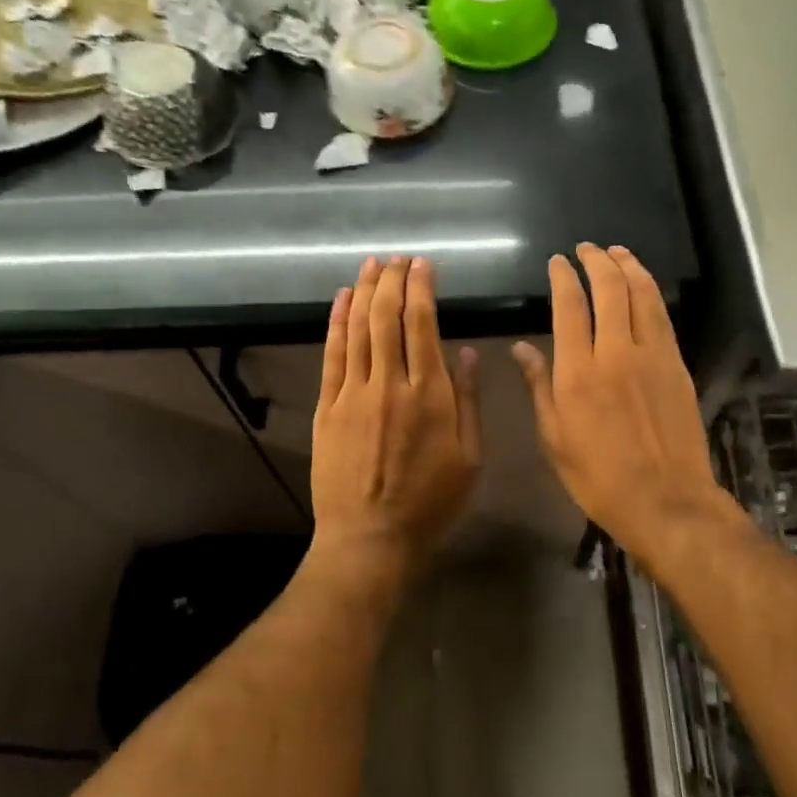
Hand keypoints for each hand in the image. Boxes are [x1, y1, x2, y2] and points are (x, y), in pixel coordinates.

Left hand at [310, 256, 481, 583]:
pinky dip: (336, 323)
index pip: (423, 325)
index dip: (421, 289)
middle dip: (392, 281)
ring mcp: (353, 394)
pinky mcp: (327, 408)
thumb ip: (468, 401)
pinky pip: (331, 355)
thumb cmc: (430, 502)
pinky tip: (340, 300)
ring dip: (364, 292)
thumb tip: (466, 352)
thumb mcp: (470, 458)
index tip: (422, 265)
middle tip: (397, 258)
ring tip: (372, 266)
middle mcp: (390, 384)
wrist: (370, 537)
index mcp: (430, 395)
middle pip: (387, 318)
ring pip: (358, 329)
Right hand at [513, 244, 741, 571]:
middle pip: (610, 289)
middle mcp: (616, 353)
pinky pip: (662, 317)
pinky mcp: (677, 366)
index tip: (557, 262)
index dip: (563, 278)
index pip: (569, 307)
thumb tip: (521, 348)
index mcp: (578, 373)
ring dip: (629, 267)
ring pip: (643, 295)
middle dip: (597, 261)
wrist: (665, 501)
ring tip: (617, 252)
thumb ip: (539, 386)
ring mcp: (653, 356)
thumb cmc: (599, 477)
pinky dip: (651, 292)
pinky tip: (644, 286)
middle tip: (586, 248)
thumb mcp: (554, 438)